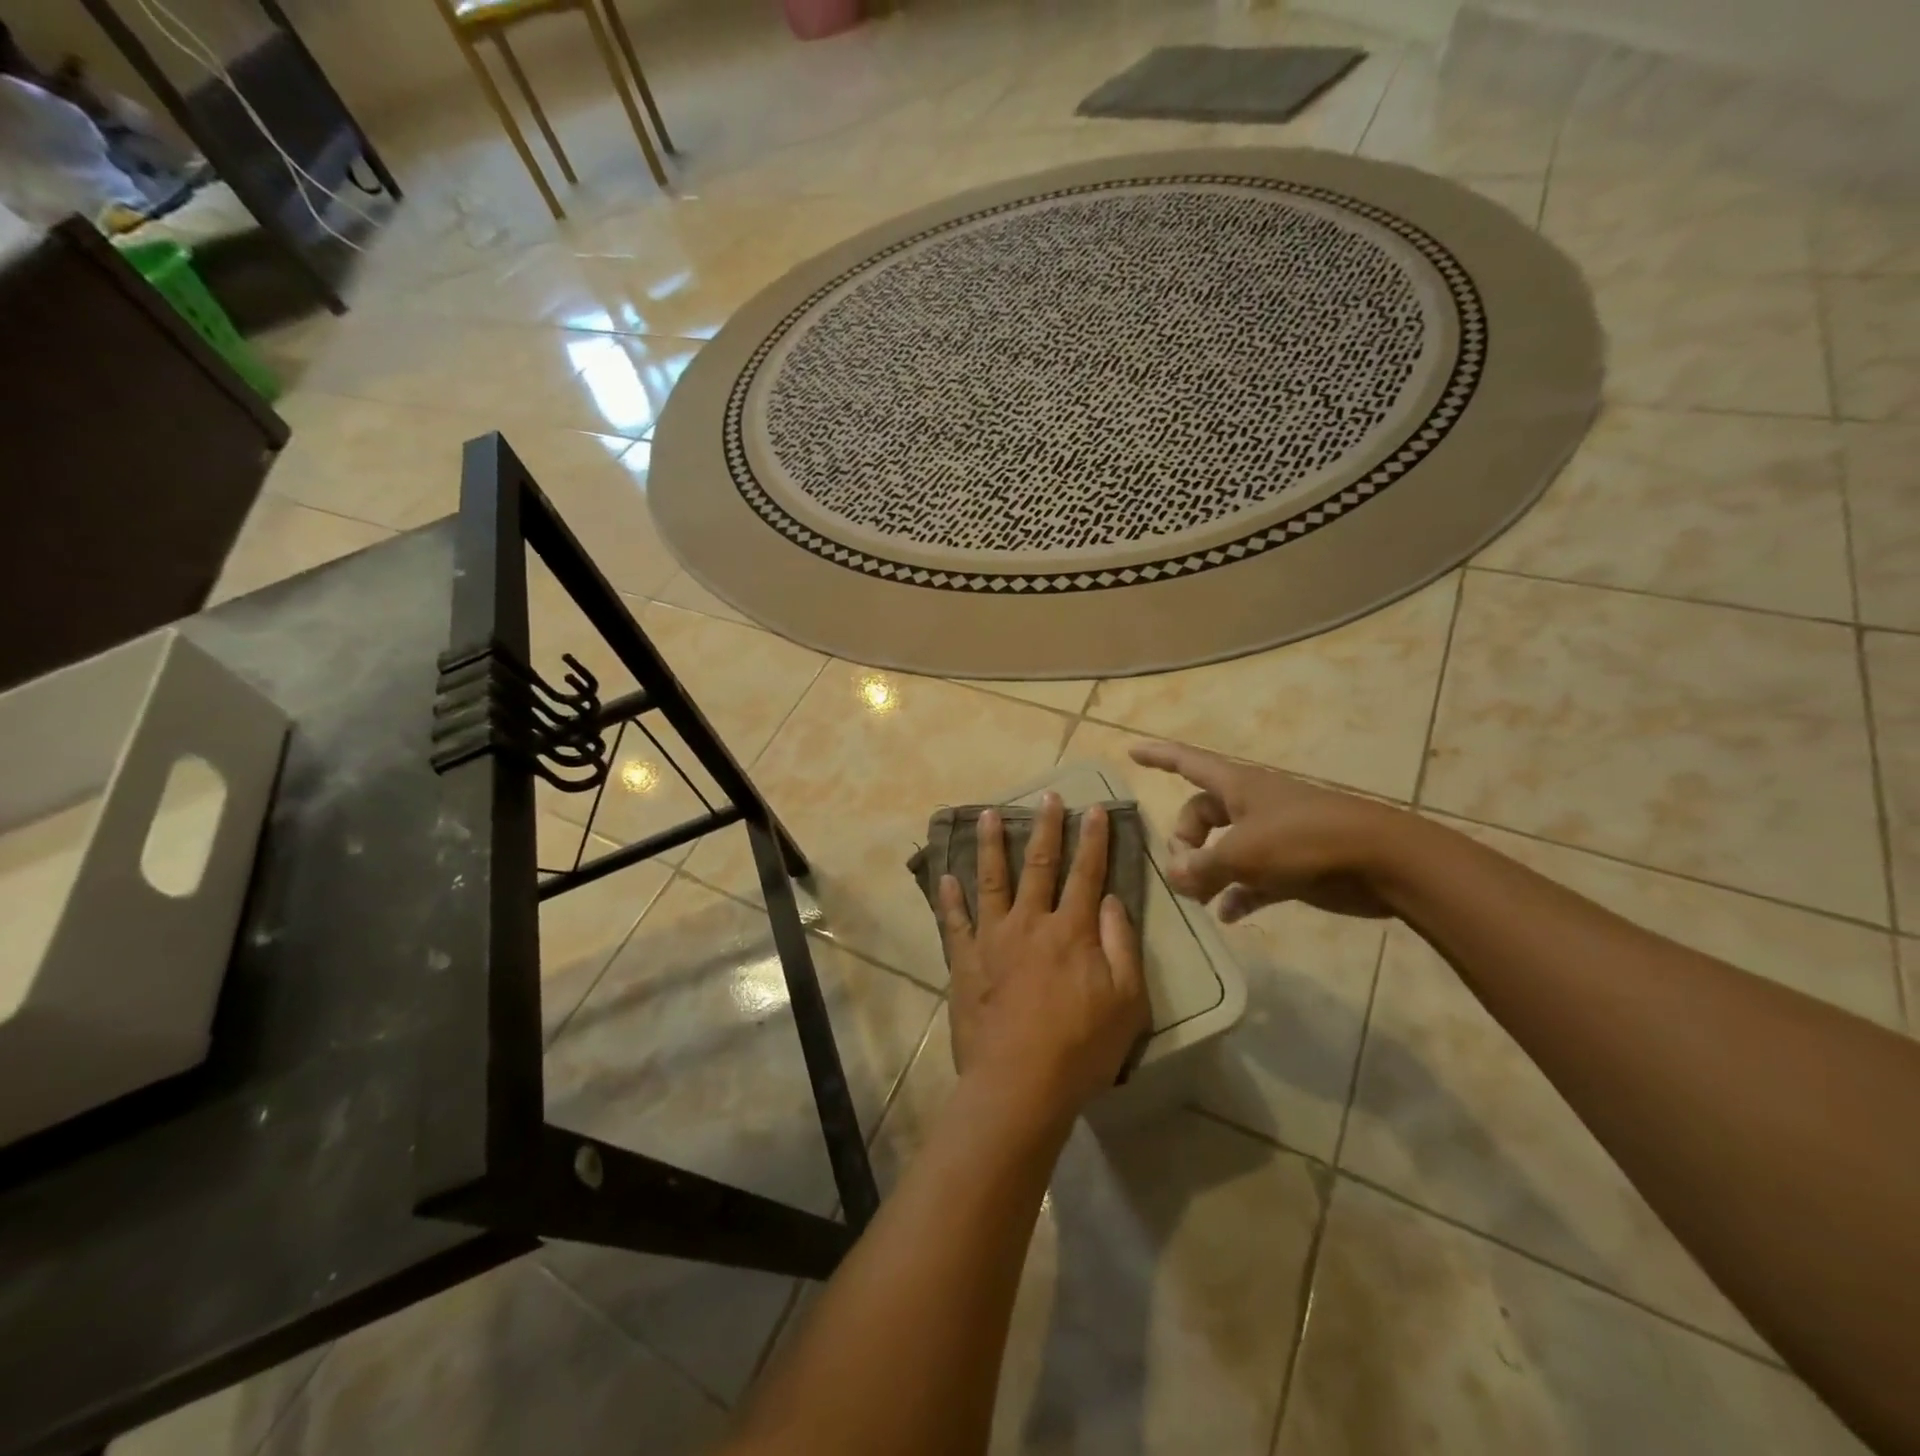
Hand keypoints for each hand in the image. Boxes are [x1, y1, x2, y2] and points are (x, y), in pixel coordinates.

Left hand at [938, 795, 1149, 1125]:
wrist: (1019, 1084)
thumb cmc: (1081, 1048)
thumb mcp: (1126, 1002)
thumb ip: (1121, 946)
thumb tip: (1111, 901)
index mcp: (1071, 931)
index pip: (1086, 874)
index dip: (1093, 840)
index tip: (1094, 809)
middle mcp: (1030, 923)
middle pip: (1039, 865)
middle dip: (1047, 828)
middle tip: (1049, 796)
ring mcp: (992, 939)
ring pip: (991, 880)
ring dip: (992, 845)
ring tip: (989, 815)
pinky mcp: (965, 961)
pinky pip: (955, 923)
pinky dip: (950, 898)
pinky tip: (946, 877)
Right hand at [1129, 741, 1404, 920]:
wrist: (1383, 861)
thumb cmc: (1305, 841)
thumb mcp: (1242, 853)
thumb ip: (1201, 866)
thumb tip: (1175, 877)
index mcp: (1237, 786)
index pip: (1186, 762)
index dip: (1158, 756)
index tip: (1131, 751)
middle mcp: (1251, 806)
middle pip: (1200, 816)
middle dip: (1184, 841)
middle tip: (1183, 873)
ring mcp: (1273, 836)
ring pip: (1224, 849)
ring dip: (1207, 871)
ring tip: (1197, 899)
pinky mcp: (1292, 866)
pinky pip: (1251, 879)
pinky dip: (1237, 894)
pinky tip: (1228, 916)